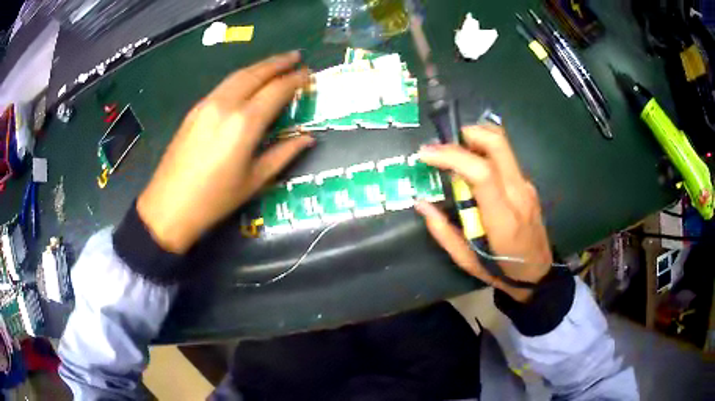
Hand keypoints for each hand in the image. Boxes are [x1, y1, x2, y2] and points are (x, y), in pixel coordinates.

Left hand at [137, 51, 313, 253]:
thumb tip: (307, 139)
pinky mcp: (195, 109)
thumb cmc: (215, 200)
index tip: (309, 74)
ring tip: (276, 63)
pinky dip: (242, 77)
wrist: (169, 206)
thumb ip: (283, 154)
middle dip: (279, 62)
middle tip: (296, 56)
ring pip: (238, 75)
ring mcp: (207, 104)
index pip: (276, 90)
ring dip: (260, 65)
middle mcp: (226, 105)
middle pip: (256, 73)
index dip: (295, 80)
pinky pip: (223, 85)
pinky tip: (248, 81)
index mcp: (244, 123)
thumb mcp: (255, 181)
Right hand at [414, 125, 552, 301]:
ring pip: (502, 146)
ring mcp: (526, 186)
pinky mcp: (527, 184)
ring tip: (455, 156)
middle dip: (467, 133)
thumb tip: (421, 203)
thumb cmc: (501, 271)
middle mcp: (518, 194)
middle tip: (444, 145)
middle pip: (498, 143)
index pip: (483, 173)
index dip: (453, 156)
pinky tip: (473, 173)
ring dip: (475, 141)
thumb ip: (443, 232)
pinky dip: (484, 154)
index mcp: (503, 219)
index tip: (426, 154)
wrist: (537, 272)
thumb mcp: (466, 260)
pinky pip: (504, 158)